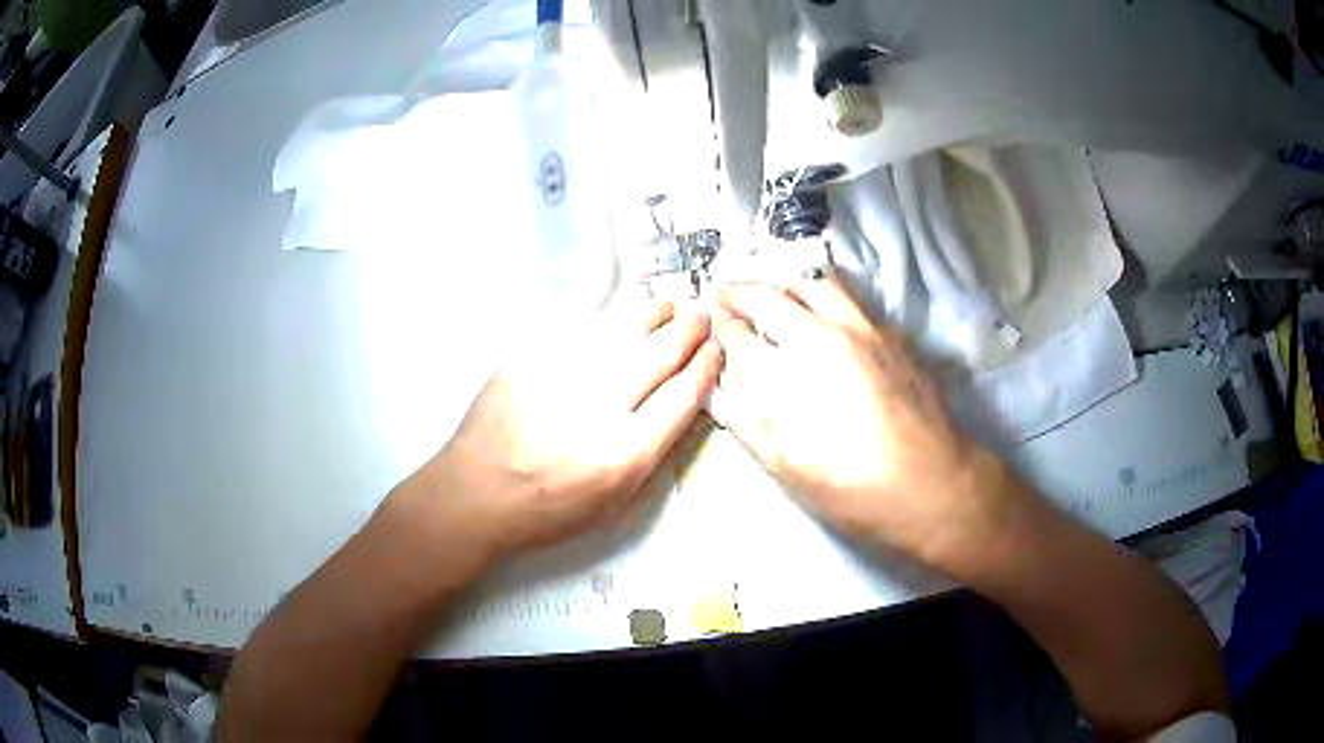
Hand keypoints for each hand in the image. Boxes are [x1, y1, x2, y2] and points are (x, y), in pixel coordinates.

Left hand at [406, 297, 721, 557]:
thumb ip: (652, 452)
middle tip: (700, 319)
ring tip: (666, 307)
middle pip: (659, 355)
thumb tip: (682, 402)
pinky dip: (606, 321)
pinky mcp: (529, 359)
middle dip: (689, 331)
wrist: (476, 494)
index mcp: (624, 454)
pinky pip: (579, 329)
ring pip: (621, 330)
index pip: (683, 396)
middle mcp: (597, 409)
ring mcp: (560, 377)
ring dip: (653, 314)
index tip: (714, 352)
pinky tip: (616, 317)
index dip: (705, 367)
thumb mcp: (614, 502)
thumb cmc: (548, 509)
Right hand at [713, 276, 1011, 567]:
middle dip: (740, 293)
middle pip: (769, 298)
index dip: (719, 325)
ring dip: (782, 285)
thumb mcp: (784, 468)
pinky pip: (847, 296)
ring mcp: (858, 330)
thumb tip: (719, 383)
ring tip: (772, 295)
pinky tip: (819, 310)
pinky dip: (820, 293)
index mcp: (784, 379)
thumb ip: (745, 420)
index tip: (710, 319)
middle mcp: (818, 340)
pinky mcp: (888, 332)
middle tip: (726, 294)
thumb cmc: (850, 489)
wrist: (929, 484)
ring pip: (810, 285)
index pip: (737, 336)